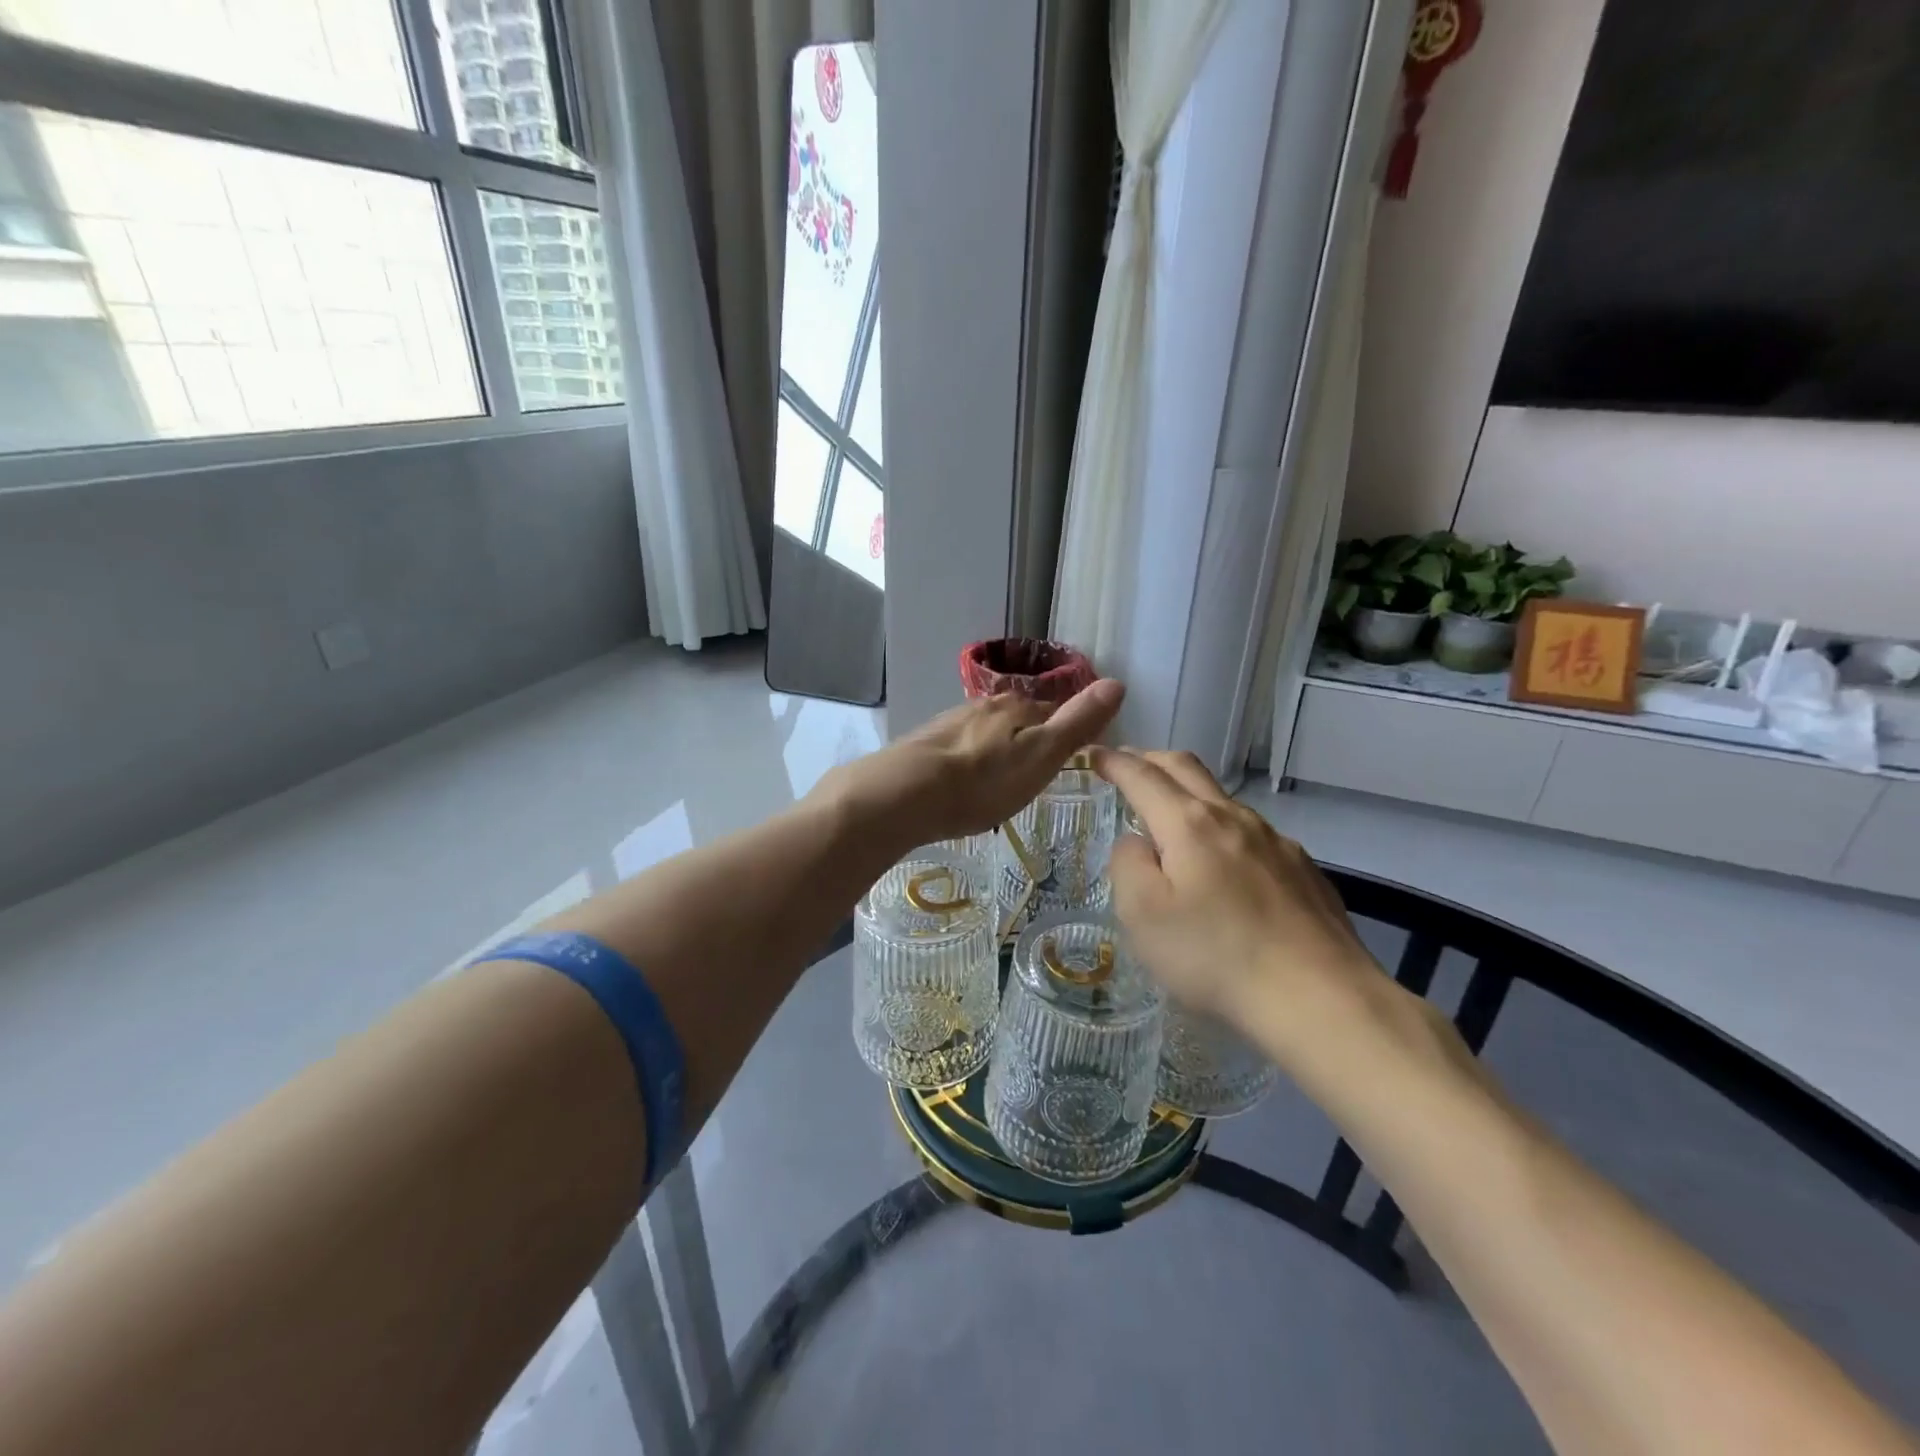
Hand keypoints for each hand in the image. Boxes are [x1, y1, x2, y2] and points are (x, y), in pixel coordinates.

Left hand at [823, 680, 1125, 847]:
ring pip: (984, 733)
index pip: (1052, 711)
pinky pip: (956, 750)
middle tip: (1033, 775)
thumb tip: (1117, 683)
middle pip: (1015, 720)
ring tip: (998, 783)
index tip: (1068, 757)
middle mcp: (982, 706)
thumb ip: (1077, 723)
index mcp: (1015, 707)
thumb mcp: (1041, 755)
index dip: (1064, 733)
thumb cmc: (983, 781)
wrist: (903, 795)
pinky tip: (961, 784)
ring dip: (994, 752)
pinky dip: (966, 763)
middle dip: (1026, 741)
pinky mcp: (922, 746)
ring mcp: (949, 723)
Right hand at [1092, 747, 1388, 1067]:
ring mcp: (1275, 841)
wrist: (1321, 998)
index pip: (1143, 776)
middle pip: (1187, 768)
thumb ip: (1128, 864)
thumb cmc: (1215, 956)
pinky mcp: (1303, 869)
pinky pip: (1252, 833)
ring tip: (1170, 816)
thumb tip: (1136, 842)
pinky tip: (1224, 864)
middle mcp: (1234, 818)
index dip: (1114, 762)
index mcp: (1189, 824)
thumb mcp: (1143, 915)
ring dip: (1188, 793)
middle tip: (1127, 765)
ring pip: (1222, 800)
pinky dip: (1222, 829)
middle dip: (1151, 759)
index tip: (1094, 755)